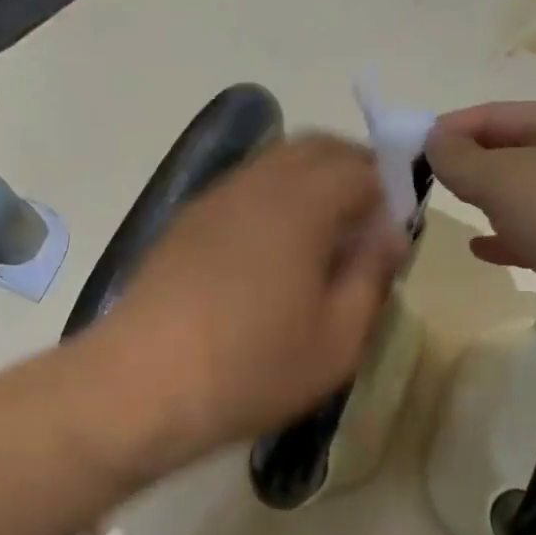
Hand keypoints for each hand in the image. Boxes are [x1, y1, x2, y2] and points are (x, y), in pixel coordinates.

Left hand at [101, 134, 406, 457]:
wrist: (140, 385)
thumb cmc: (251, 368)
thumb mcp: (336, 340)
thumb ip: (370, 276)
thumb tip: (390, 234)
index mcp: (301, 204)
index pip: (359, 166)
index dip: (389, 189)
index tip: (395, 229)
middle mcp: (255, 184)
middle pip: (314, 149)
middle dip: (350, 172)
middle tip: (364, 224)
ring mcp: (213, 200)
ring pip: (273, 165)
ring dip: (308, 185)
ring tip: (319, 241)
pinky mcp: (184, 223)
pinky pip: (242, 190)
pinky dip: (271, 201)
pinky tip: (269, 254)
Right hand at [425, 102, 535, 357]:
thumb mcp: (506, 179)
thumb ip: (462, 159)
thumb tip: (435, 139)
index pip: (495, 114)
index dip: (451, 127)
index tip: (410, 149)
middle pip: (512, 151)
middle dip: (469, 163)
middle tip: (425, 181)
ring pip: (527, 194)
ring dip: (489, 199)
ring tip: (449, 208)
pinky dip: (509, 237)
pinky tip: (481, 248)